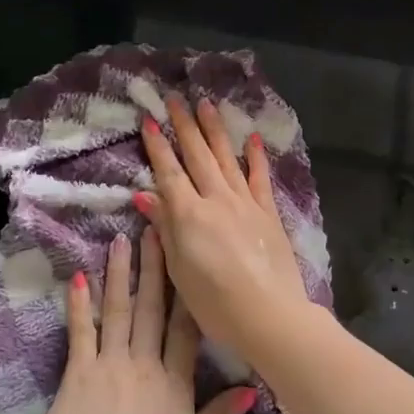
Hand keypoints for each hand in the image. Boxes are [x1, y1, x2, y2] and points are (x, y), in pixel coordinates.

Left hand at [33, 229, 255, 413]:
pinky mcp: (77, 372)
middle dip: (156, 269)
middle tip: (156, 230)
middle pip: (152, 309)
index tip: (190, 259)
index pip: (186, 330)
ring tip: (121, 240)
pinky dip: (80, 304)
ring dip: (121, 274)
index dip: (189, 293)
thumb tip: (253, 390)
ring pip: (119, 311)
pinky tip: (79, 277)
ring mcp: (109, 364)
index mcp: (175, 383)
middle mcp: (144, 363)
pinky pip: (81, 332)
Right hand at [135, 94, 313, 356]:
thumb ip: (164, 228)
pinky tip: (252, 139)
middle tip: (175, 98)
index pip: (169, 172)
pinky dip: (255, 157)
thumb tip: (144, 195)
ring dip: (215, 130)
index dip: (158, 146)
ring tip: (206, 105)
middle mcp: (216, 199)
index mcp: (189, 215)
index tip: (149, 121)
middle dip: (185, 126)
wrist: (269, 314)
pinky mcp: (268, 213)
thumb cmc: (215, 302)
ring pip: (227, 159)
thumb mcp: (179, 269)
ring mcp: (246, 203)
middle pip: (198, 156)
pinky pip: (260, 178)